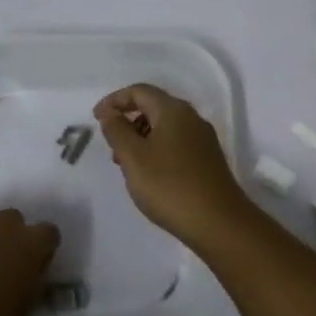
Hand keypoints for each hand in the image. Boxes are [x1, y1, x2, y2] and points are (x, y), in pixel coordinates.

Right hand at [93, 83, 253, 244]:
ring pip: (164, 127)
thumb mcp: (133, 157)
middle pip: (153, 107)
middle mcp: (191, 118)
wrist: (220, 224)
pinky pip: (175, 144)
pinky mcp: (207, 160)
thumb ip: (117, 130)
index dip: (114, 100)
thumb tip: (110, 113)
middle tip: (111, 145)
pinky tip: (149, 175)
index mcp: (173, 110)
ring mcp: (202, 140)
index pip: (139, 91)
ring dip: (140, 138)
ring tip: (126, 165)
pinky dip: (156, 150)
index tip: (96, 119)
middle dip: (127, 120)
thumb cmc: (169, 186)